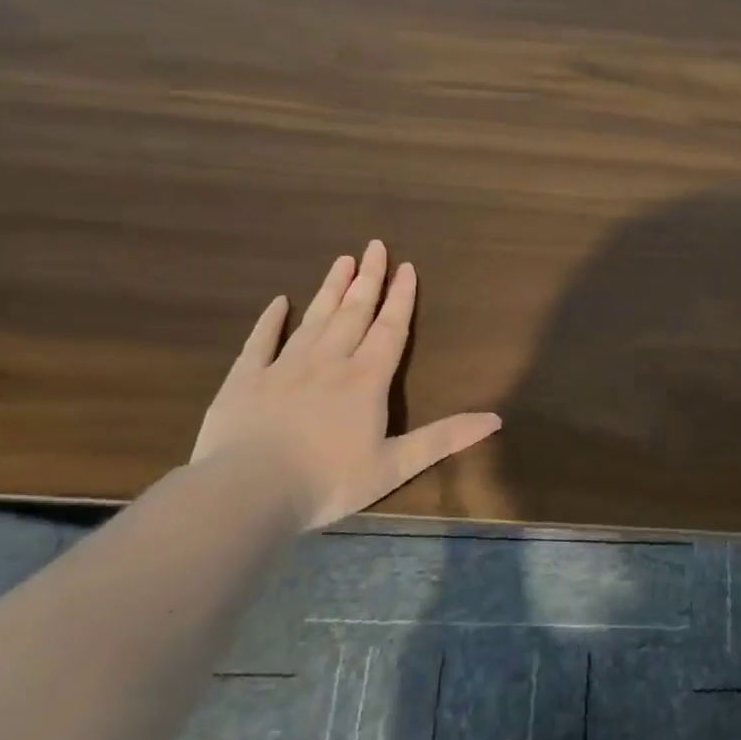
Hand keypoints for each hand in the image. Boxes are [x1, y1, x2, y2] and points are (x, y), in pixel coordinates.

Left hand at [192, 244, 501, 530]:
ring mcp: (283, 367)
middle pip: (353, 312)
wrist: (246, 493)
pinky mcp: (245, 380)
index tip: (406, 267)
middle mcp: (329, 362)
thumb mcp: (395, 466)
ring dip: (331, 289)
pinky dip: (270, 320)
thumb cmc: (327, 482)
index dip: (401, 298)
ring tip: (342, 260)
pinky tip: (278, 302)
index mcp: (366, 380)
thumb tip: (496, 418)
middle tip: (375, 246)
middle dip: (368, 279)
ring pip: (314, 319)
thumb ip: (444, 439)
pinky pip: (260, 341)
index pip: (390, 329)